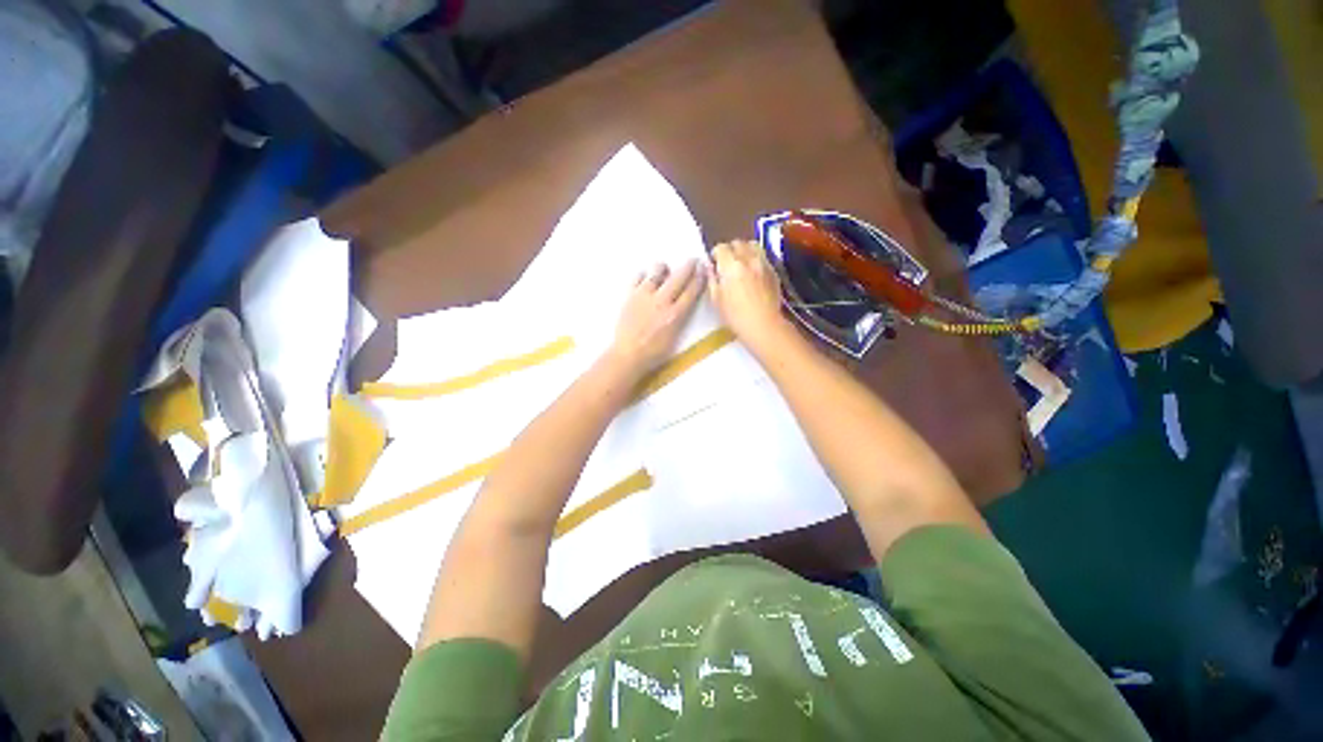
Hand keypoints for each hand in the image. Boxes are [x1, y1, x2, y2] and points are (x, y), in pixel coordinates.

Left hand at [607, 259, 704, 375]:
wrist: (628, 355)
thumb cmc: (653, 353)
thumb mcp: (674, 338)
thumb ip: (679, 319)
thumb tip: (682, 306)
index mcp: (675, 315)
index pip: (691, 292)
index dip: (699, 279)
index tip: (703, 270)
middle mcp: (662, 302)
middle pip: (678, 278)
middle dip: (688, 267)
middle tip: (693, 260)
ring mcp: (644, 297)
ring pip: (656, 273)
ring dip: (664, 268)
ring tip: (665, 267)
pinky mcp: (630, 296)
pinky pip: (638, 278)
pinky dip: (643, 275)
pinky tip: (645, 276)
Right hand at [708, 240, 786, 349]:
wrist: (763, 325)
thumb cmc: (735, 316)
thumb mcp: (716, 299)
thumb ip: (712, 279)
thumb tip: (709, 267)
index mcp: (731, 265)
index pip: (721, 248)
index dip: (715, 254)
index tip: (714, 264)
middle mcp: (748, 259)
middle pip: (737, 243)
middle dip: (730, 250)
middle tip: (726, 264)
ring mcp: (763, 263)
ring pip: (753, 245)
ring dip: (744, 250)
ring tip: (741, 263)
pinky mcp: (774, 271)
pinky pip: (763, 257)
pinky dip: (756, 259)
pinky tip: (753, 273)